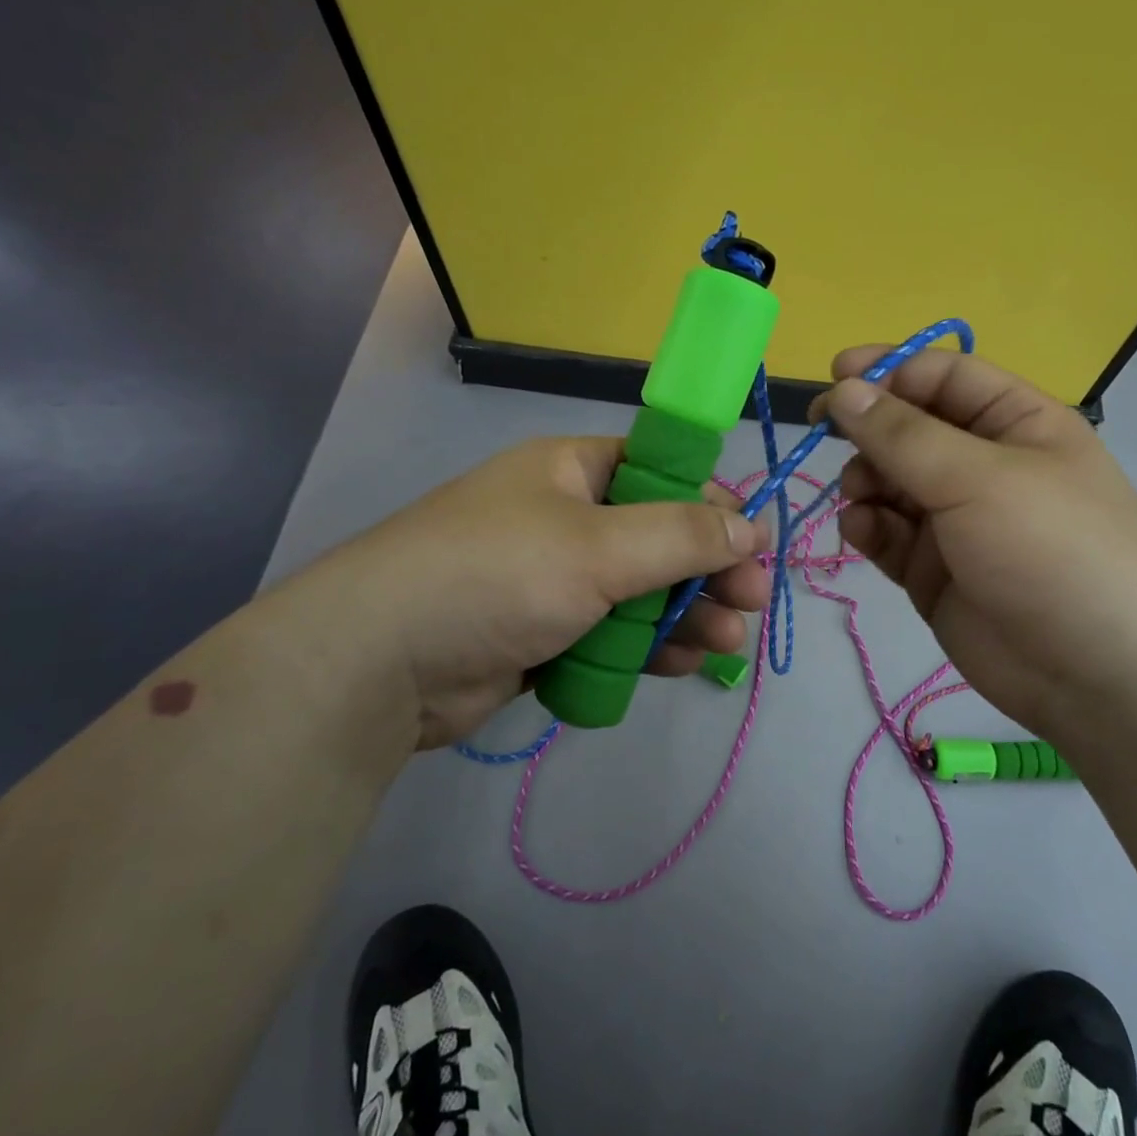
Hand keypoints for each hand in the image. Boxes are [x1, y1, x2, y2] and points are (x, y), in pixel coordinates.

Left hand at [274, 437, 770, 752]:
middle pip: (657, 538)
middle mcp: (565, 517)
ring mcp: (553, 579)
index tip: (753, 544)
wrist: (383, 664)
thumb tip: (749, 527)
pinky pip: (610, 632)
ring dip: (684, 614)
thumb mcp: (599, 546)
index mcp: (571, 471)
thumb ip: (680, 535)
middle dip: (707, 571)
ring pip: (639, 591)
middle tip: (751, 603)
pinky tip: (678, 664)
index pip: (660, 473)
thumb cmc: (498, 576)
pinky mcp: (544, 633)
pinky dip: (645, 647)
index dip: (711, 505)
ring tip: (724, 643)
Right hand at [814, 347, 1136, 735]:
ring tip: (860, 498)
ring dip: (864, 481)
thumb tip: (843, 390)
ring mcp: (955, 520)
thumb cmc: (1051, 550)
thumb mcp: (977, 478)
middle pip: (907, 429)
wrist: (1098, 677)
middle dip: (867, 431)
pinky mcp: (932, 569)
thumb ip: (901, 434)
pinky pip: (886, 533)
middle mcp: (983, 466)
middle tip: (824, 436)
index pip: (942, 376)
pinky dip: (867, 526)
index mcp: (1015, 423)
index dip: (888, 370)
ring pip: (888, 482)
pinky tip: (862, 531)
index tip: (833, 378)